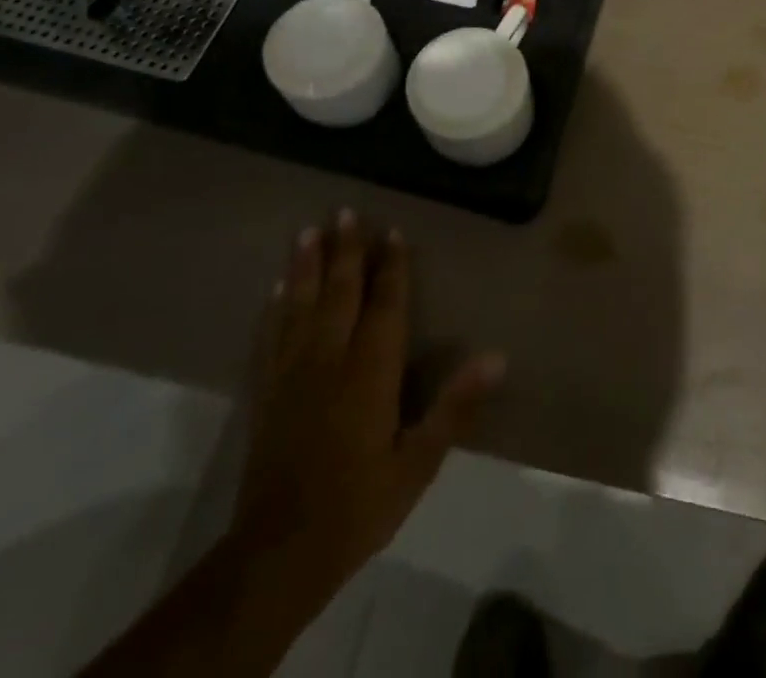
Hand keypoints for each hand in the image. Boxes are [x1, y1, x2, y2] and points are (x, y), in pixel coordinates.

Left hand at [233, 211, 504, 592]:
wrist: (278, 555)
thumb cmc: (359, 505)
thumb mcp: (418, 463)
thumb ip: (455, 406)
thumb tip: (498, 356)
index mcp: (369, 372)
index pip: (384, 305)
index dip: (391, 267)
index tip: (392, 230)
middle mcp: (329, 360)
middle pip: (339, 293)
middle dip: (345, 251)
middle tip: (345, 211)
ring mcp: (292, 374)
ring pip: (301, 305)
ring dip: (307, 266)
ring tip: (309, 231)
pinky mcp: (267, 393)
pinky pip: (271, 336)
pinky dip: (276, 307)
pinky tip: (278, 288)